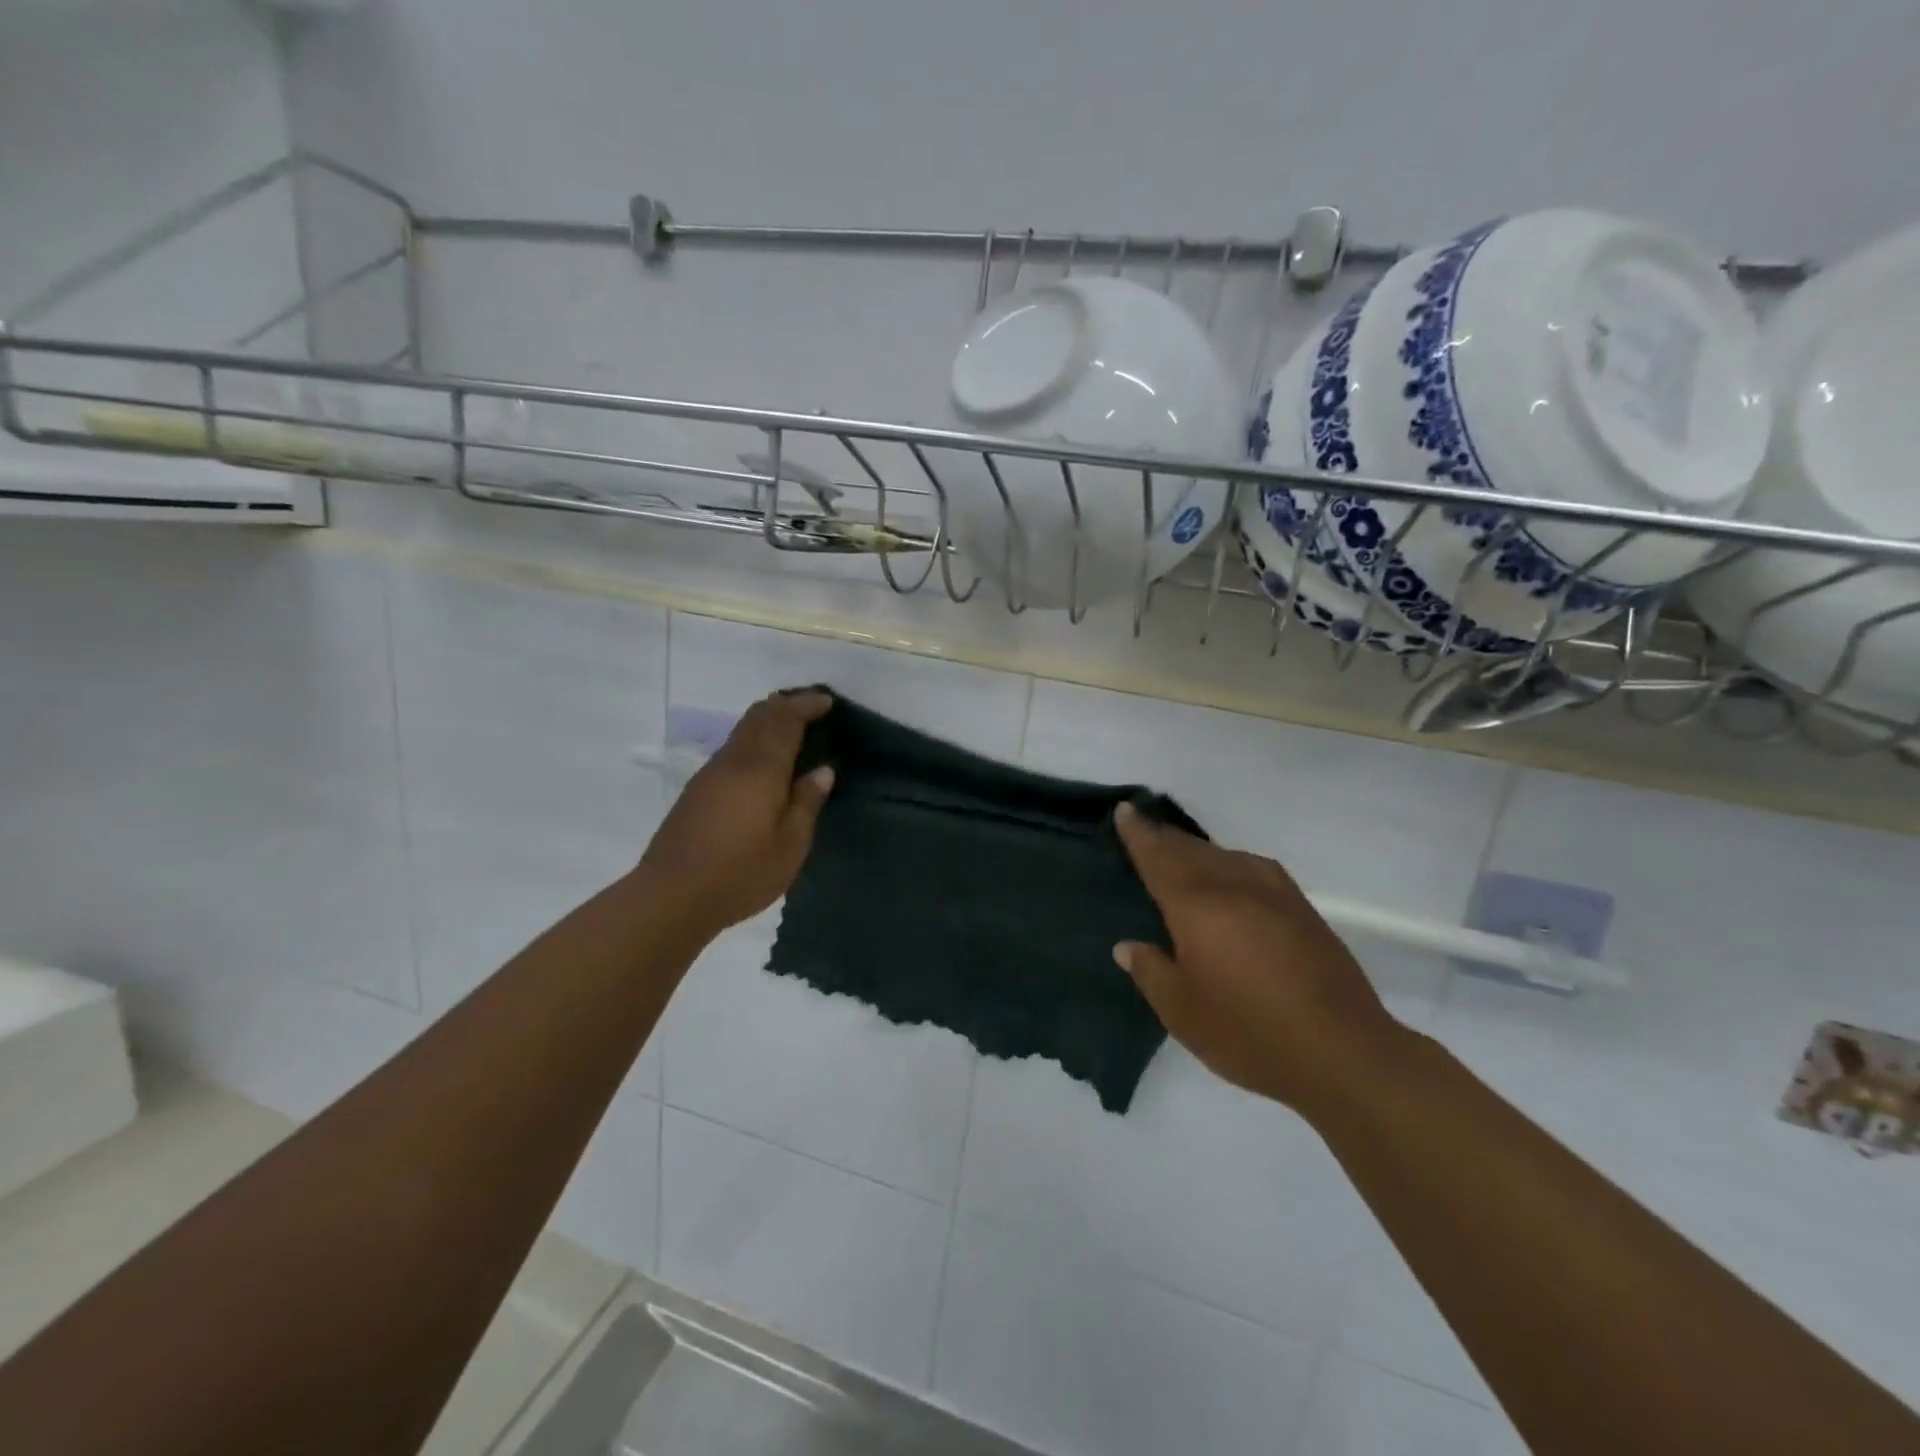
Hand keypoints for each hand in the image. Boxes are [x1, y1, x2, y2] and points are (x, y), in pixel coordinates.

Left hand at [636, 690, 834, 940]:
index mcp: (760, 769)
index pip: (785, 720)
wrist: (671, 897)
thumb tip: (822, 771)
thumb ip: (806, 803)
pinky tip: (765, 762)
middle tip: (812, 708)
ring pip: (742, 730)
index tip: (828, 702)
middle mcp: (733, 761)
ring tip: (793, 730)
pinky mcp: (698, 790)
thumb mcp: (790, 846)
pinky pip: (733, 748)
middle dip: (786, 704)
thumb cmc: (740, 874)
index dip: (806, 705)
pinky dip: (754, 740)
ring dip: (768, 720)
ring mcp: (711, 774)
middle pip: (758, 715)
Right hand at [1113, 802, 1406, 1118]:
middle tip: (1145, 825)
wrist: (1342, 1051)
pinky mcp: (1303, 909)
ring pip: (1225, 855)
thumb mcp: (1182, 1011)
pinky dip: (1232, 862)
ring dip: (1198, 848)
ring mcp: (1274, 894)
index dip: (1139, 834)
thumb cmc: (1248, 1032)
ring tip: (1182, 850)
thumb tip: (1127, 946)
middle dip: (1165, 837)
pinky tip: (1234, 874)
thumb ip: (1151, 971)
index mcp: (1196, 906)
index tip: (1125, 809)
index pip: (1158, 858)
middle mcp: (1233, 887)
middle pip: (1191, 851)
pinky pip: (1255, 868)